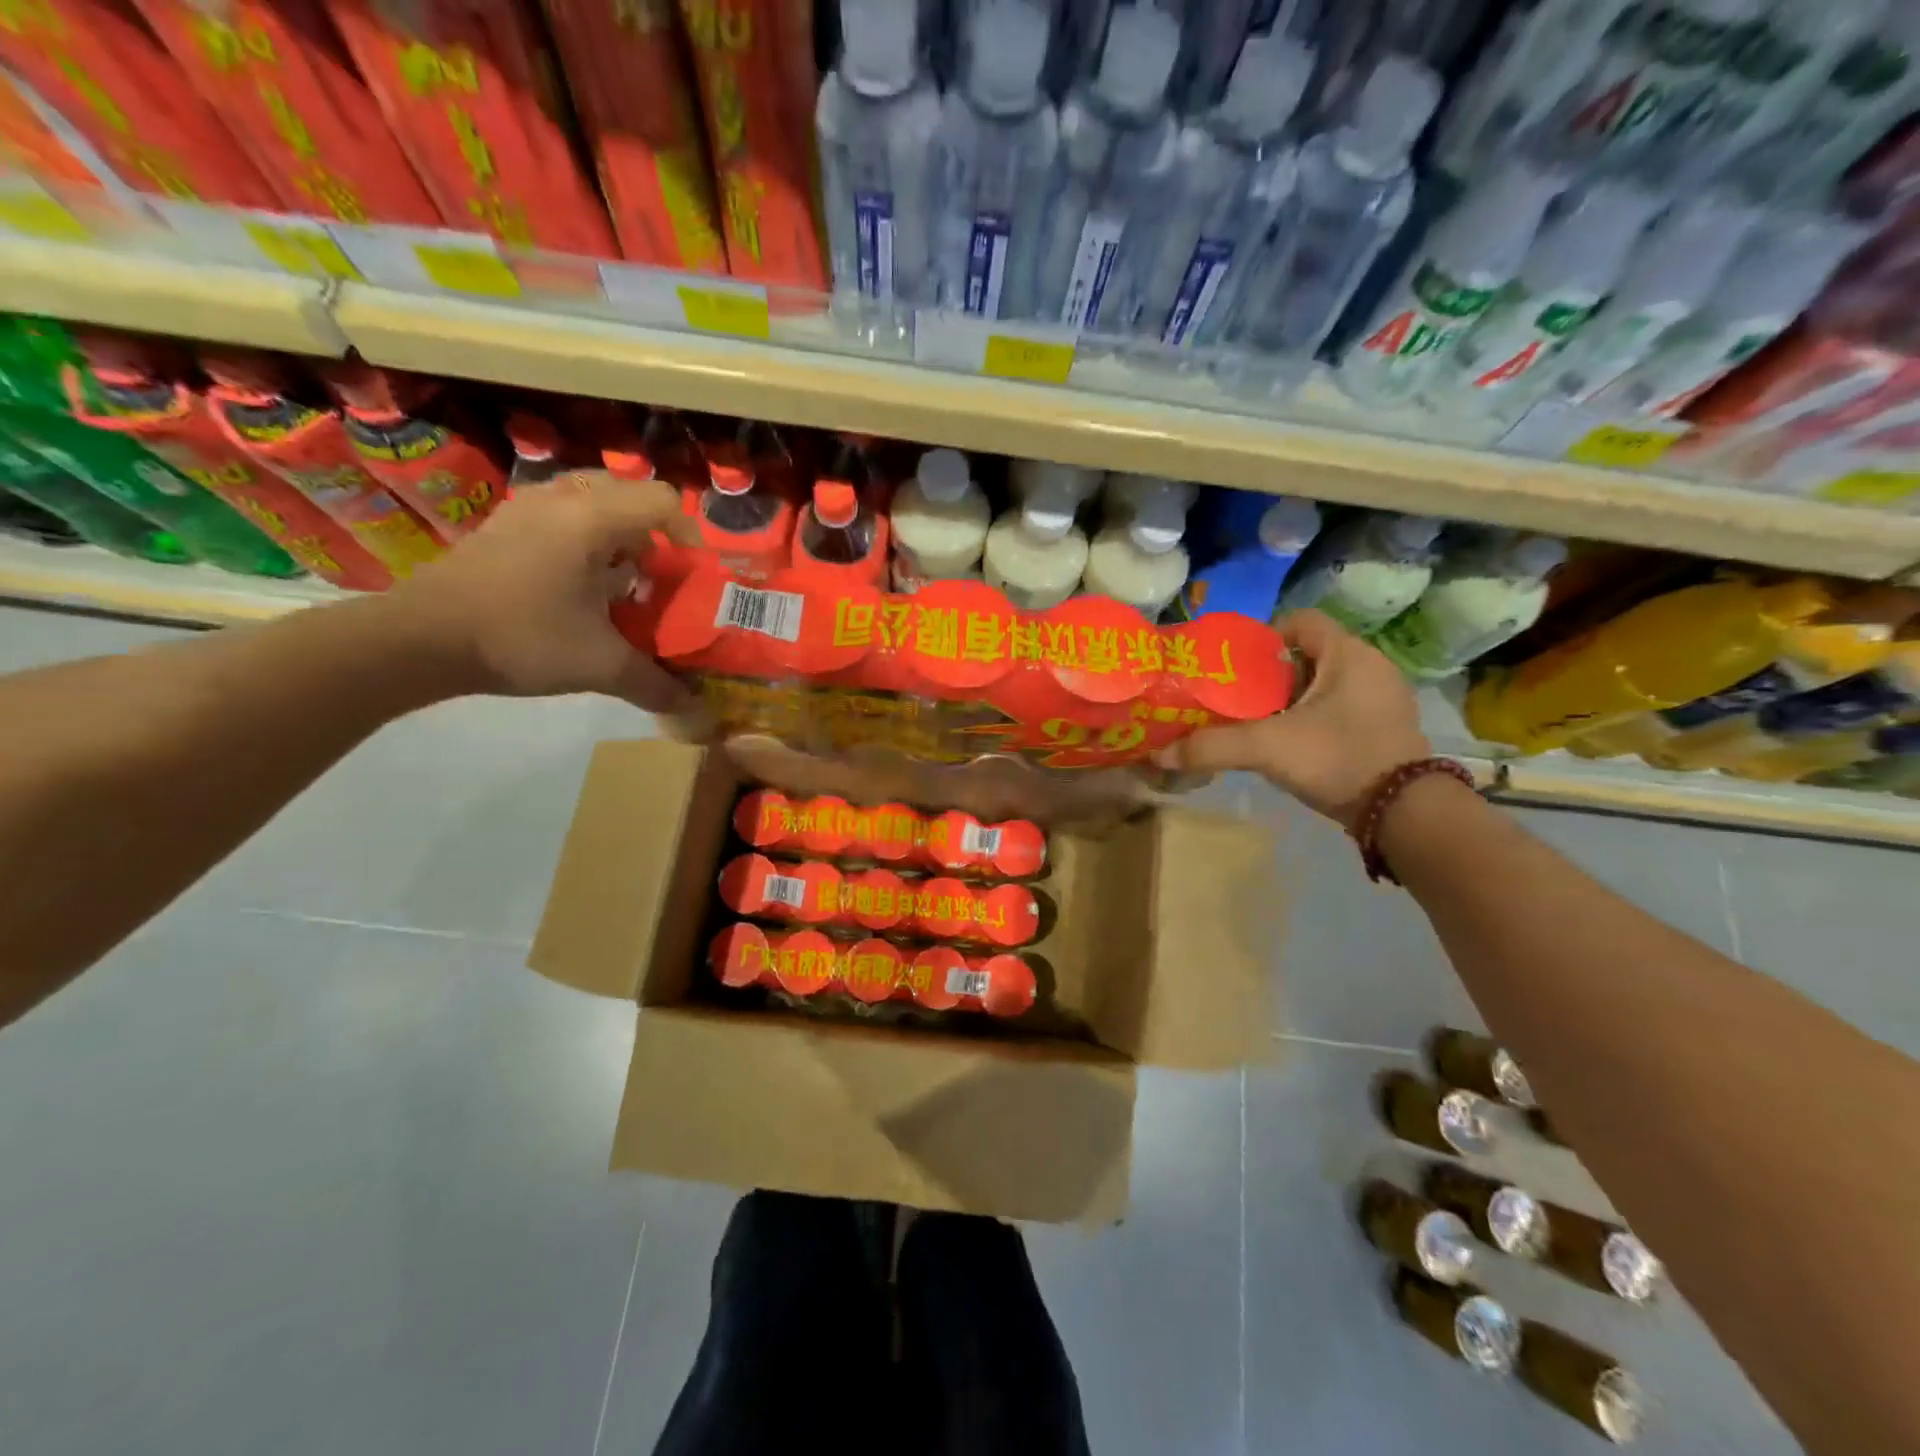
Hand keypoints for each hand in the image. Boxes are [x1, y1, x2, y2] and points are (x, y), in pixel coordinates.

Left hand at [387, 471, 700, 711]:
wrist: (422, 639)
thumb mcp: (599, 665)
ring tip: (619, 575)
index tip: (689, 574)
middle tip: (656, 573)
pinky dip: (584, 534)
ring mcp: (527, 507)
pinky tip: (577, 580)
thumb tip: (693, 706)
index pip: (662, 500)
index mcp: (593, 519)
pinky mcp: (504, 524)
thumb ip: (654, 683)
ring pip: (592, 497)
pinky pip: (562, 511)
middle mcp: (563, 499)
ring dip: (617, 531)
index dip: (689, 534)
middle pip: (629, 492)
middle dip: (653, 531)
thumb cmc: (521, 638)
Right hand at [1157, 609, 1430, 830]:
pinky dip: (1310, 719)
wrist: (1404, 814)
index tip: (1236, 666)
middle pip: (1307, 655)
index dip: (1264, 636)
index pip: (1301, 621)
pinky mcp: (1383, 729)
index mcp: (1348, 654)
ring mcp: (1382, 700)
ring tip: (1254, 723)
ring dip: (1288, 700)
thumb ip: (1212, 747)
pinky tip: (1288, 745)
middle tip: (1236, 698)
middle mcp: (1370, 668)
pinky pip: (1337, 709)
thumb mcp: (1268, 748)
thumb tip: (1158, 755)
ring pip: (1322, 685)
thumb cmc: (1338, 758)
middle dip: (1269, 675)